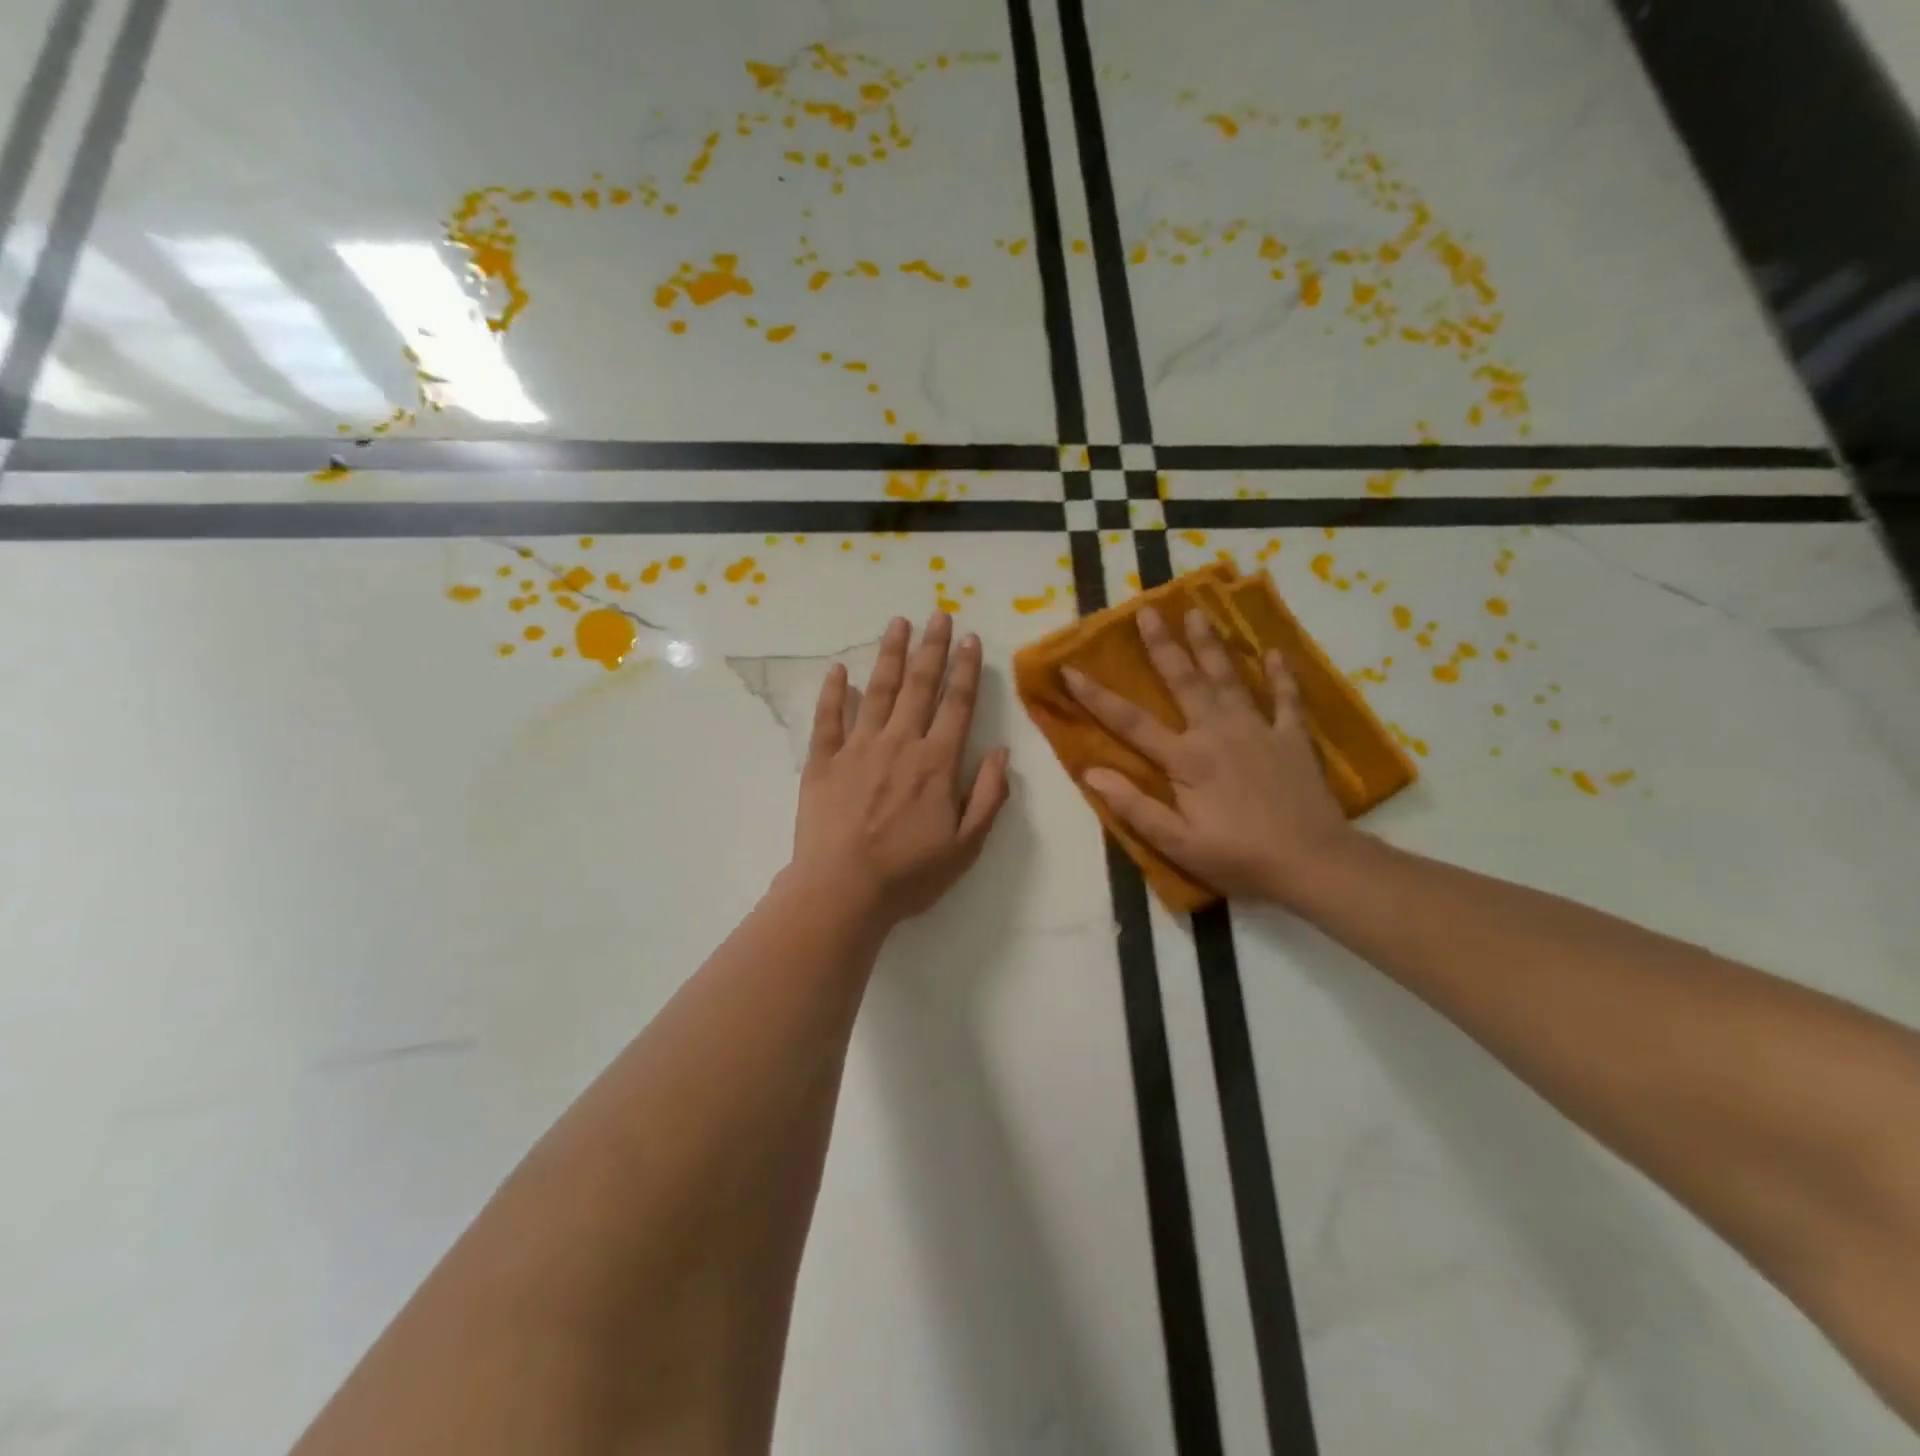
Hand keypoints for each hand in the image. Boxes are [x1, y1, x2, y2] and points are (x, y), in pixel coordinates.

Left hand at [790, 613, 1011, 926]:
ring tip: (898, 624)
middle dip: (932, 648)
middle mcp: (899, 743)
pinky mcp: (823, 762)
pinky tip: (838, 670)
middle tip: (938, 615)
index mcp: (936, 762)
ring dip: (890, 655)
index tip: (971, 639)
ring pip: (877, 691)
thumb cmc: (909, 874)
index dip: (966, 670)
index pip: (957, 705)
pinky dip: (833, 692)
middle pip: (919, 686)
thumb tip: (1002, 753)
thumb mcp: (966, 846)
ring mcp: (857, 748)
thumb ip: (988, 797)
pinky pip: (828, 718)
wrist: (842, 891)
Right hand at [1063, 606, 1355, 905]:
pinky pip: (1286, 699)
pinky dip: (1280, 675)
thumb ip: (1134, 807)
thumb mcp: (1177, 843)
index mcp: (1186, 760)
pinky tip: (1273, 652)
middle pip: (1184, 681)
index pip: (1131, 722)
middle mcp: (1218, 733)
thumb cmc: (1238, 857)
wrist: (1312, 862)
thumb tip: (1092, 772)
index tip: (1070, 669)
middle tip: (1147, 610)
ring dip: (1211, 645)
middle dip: (1163, 645)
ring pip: (1229, 679)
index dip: (1097, 697)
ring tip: (1197, 613)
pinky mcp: (1292, 738)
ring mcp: (1258, 731)